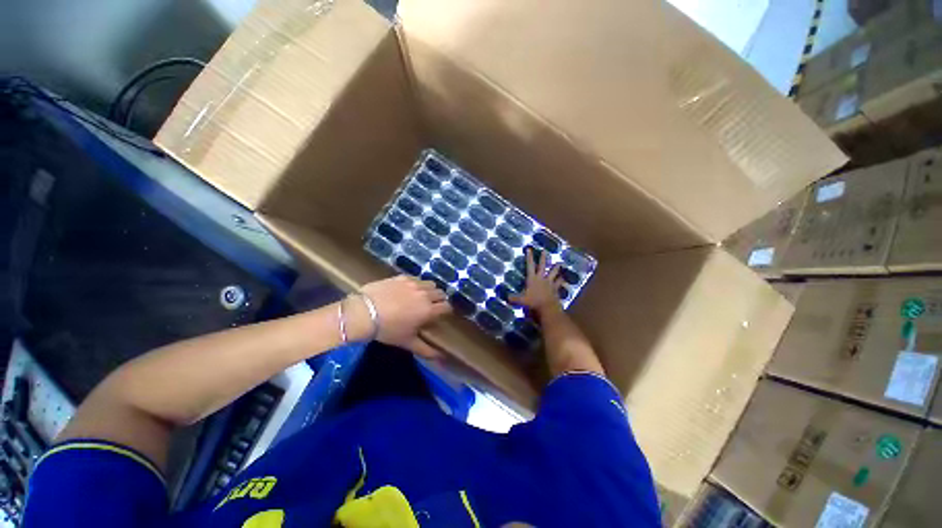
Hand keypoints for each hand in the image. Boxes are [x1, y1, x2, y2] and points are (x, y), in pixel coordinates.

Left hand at [348, 275, 451, 356]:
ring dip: (429, 290)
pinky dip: (416, 284)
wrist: (363, 313)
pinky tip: (407, 290)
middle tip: (431, 306)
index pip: (447, 306)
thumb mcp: (407, 342)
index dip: (446, 310)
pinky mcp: (402, 277)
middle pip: (441, 293)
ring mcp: (414, 283)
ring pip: (430, 284)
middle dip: (439, 299)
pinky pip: (416, 278)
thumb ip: (426, 350)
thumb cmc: (387, 330)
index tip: (441, 314)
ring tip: (420, 296)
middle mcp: (425, 294)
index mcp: (428, 310)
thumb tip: (441, 359)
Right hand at [509, 247, 562, 313]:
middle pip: (543, 266)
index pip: (530, 265)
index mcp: (532, 278)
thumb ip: (514, 298)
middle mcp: (541, 278)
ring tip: (559, 262)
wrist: (547, 307)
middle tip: (544, 251)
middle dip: (543, 258)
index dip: (529, 257)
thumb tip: (506, 297)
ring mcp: (549, 283)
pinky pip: (559, 283)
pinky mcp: (555, 288)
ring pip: (554, 272)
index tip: (529, 249)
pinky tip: (564, 278)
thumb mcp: (521, 300)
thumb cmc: (533, 302)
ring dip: (556, 267)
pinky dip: (561, 280)